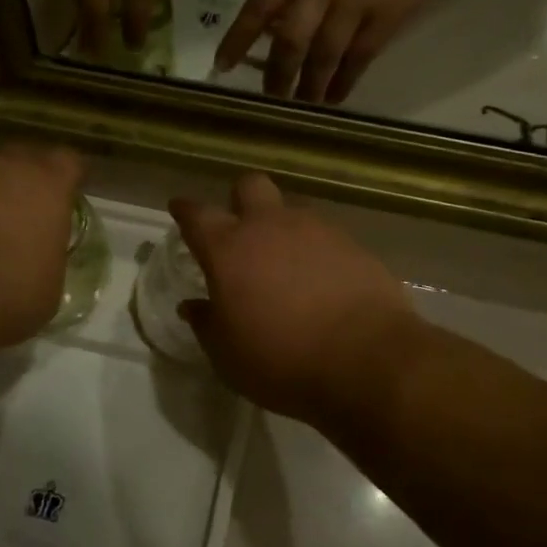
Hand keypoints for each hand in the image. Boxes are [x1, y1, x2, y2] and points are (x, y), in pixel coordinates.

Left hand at [0, 145, 84, 362]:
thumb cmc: (6, 297)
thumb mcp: (47, 287)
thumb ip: (45, 256)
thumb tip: (36, 257)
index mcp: (45, 185)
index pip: (67, 162)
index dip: (63, 178)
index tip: (61, 197)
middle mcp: (0, 165)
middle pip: (15, 155)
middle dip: (15, 177)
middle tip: (11, 210)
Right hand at [171, 174, 421, 429]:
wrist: (367, 359)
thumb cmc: (281, 360)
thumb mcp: (228, 355)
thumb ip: (207, 324)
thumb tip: (193, 306)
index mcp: (230, 249)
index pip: (197, 215)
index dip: (185, 210)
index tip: (179, 209)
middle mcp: (271, 226)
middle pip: (249, 186)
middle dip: (239, 199)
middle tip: (240, 230)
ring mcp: (317, 230)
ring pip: (291, 210)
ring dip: (282, 228)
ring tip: (285, 264)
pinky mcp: (353, 244)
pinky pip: (325, 236)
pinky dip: (317, 251)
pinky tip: (322, 281)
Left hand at [214, 0, 466, 103]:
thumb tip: (270, 30)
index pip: (259, 4)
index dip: (239, 38)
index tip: (223, 66)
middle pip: (291, 38)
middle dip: (278, 73)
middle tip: (271, 98)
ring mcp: (356, 1)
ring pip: (324, 54)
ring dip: (310, 85)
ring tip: (301, 105)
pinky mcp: (387, 17)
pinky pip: (359, 58)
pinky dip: (344, 82)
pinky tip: (333, 98)